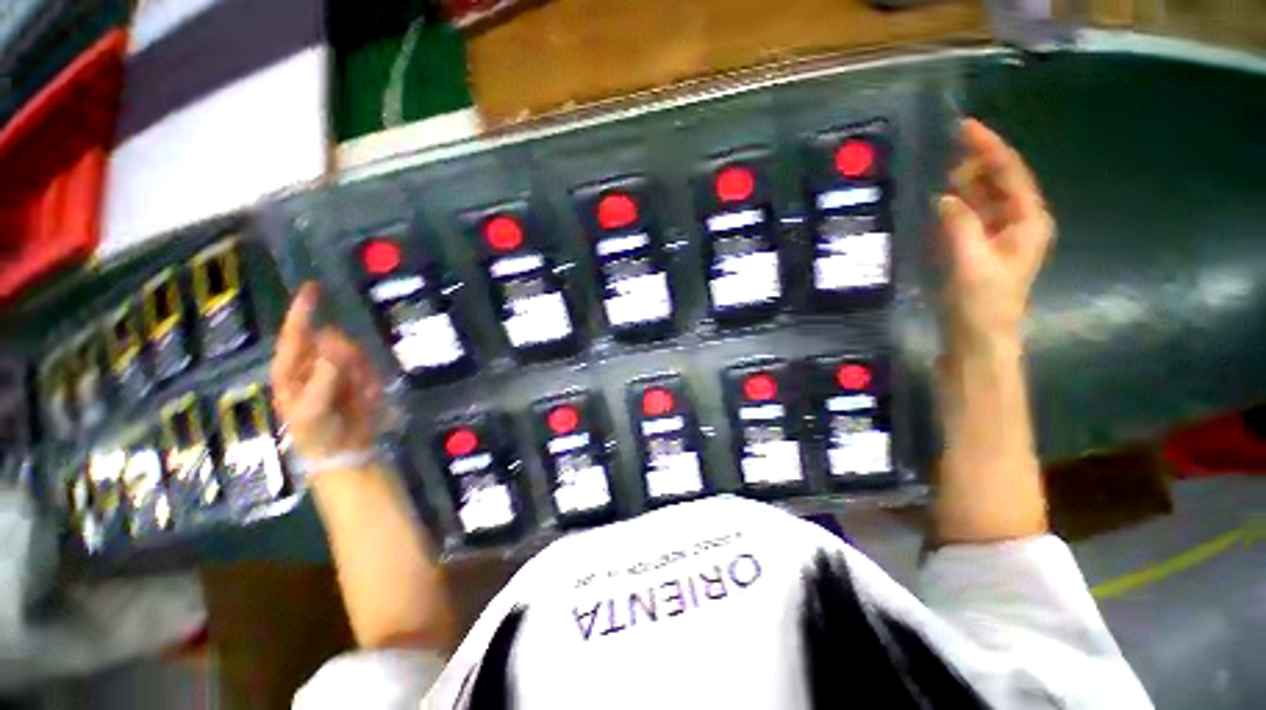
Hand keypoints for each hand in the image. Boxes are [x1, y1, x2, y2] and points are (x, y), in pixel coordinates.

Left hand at [271, 283, 382, 460]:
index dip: (303, 311)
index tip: (314, 288)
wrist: (344, 453)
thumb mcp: (315, 407)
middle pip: (334, 341)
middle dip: (349, 358)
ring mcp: (336, 371)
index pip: (295, 334)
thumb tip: (335, 339)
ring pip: (356, 353)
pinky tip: (369, 398)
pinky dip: (372, 381)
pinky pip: (370, 367)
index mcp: (290, 370)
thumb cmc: (318, 434)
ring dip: (363, 373)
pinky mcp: (357, 378)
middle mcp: (312, 365)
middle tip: (357, 380)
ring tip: (363, 396)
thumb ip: (325, 374)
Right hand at [938, 119, 1053, 355]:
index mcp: (1028, 220)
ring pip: (984, 197)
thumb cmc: (982, 302)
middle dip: (975, 163)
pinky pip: (970, 215)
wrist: (979, 337)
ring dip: (964, 183)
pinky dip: (956, 205)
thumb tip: (945, 197)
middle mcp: (1018, 221)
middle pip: (999, 181)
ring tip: (938, 170)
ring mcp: (999, 234)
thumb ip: (959, 225)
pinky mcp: (980, 246)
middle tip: (943, 151)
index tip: (964, 127)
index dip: (989, 148)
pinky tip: (939, 200)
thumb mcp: (971, 262)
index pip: (1010, 173)